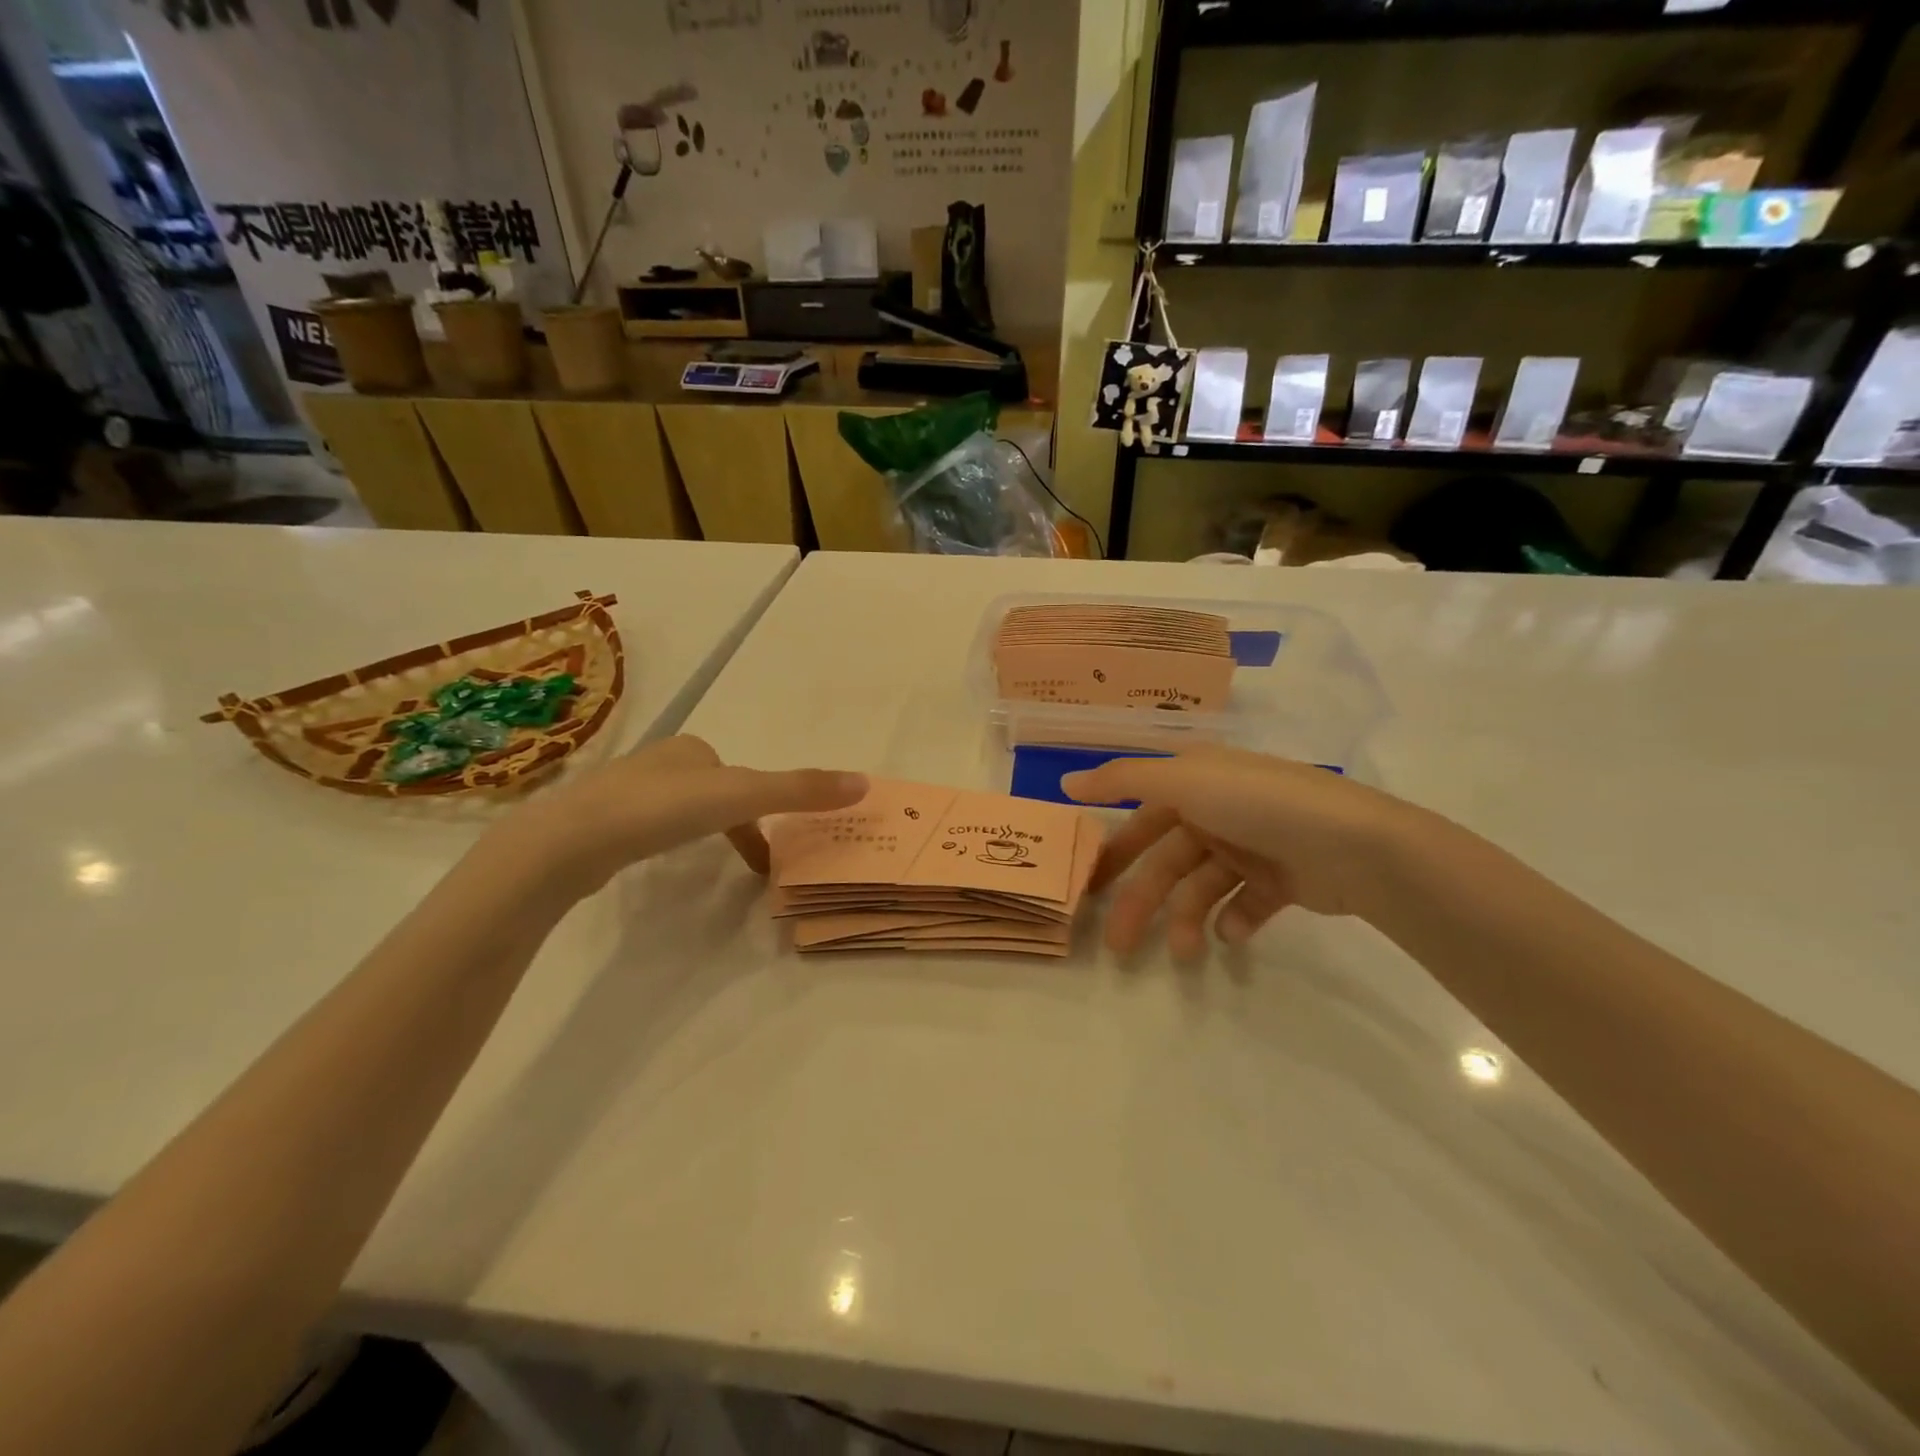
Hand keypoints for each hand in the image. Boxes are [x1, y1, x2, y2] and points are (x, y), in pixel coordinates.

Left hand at [491, 735, 866, 897]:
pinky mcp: (597, 823)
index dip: (760, 810)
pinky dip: (662, 844)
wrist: (570, 842)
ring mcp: (623, 791)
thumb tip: (865, 782)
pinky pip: (645, 829)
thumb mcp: (743, 796)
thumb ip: (801, 790)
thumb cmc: (662, 810)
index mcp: (692, 749)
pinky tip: (653, 863)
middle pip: (711, 792)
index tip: (768, 851)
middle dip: (731, 821)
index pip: (740, 778)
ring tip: (702, 863)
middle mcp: (658, 761)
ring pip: (678, 810)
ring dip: (699, 832)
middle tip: (746, 860)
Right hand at [1063, 747, 1426, 957]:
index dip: (1114, 850)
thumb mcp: (1184, 779)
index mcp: (1195, 781)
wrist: (1355, 844)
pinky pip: (1244, 904)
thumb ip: (1123, 779)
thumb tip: (1066, 782)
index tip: (1087, 887)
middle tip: (1117, 945)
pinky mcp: (1280, 880)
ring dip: (1186, 920)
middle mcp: (1218, 810)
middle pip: (1166, 860)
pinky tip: (1232, 935)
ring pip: (1200, 888)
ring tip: (1186, 954)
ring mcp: (1251, 846)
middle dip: (1141, 901)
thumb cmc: (1258, 804)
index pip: (1140, 816)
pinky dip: (1233, 921)